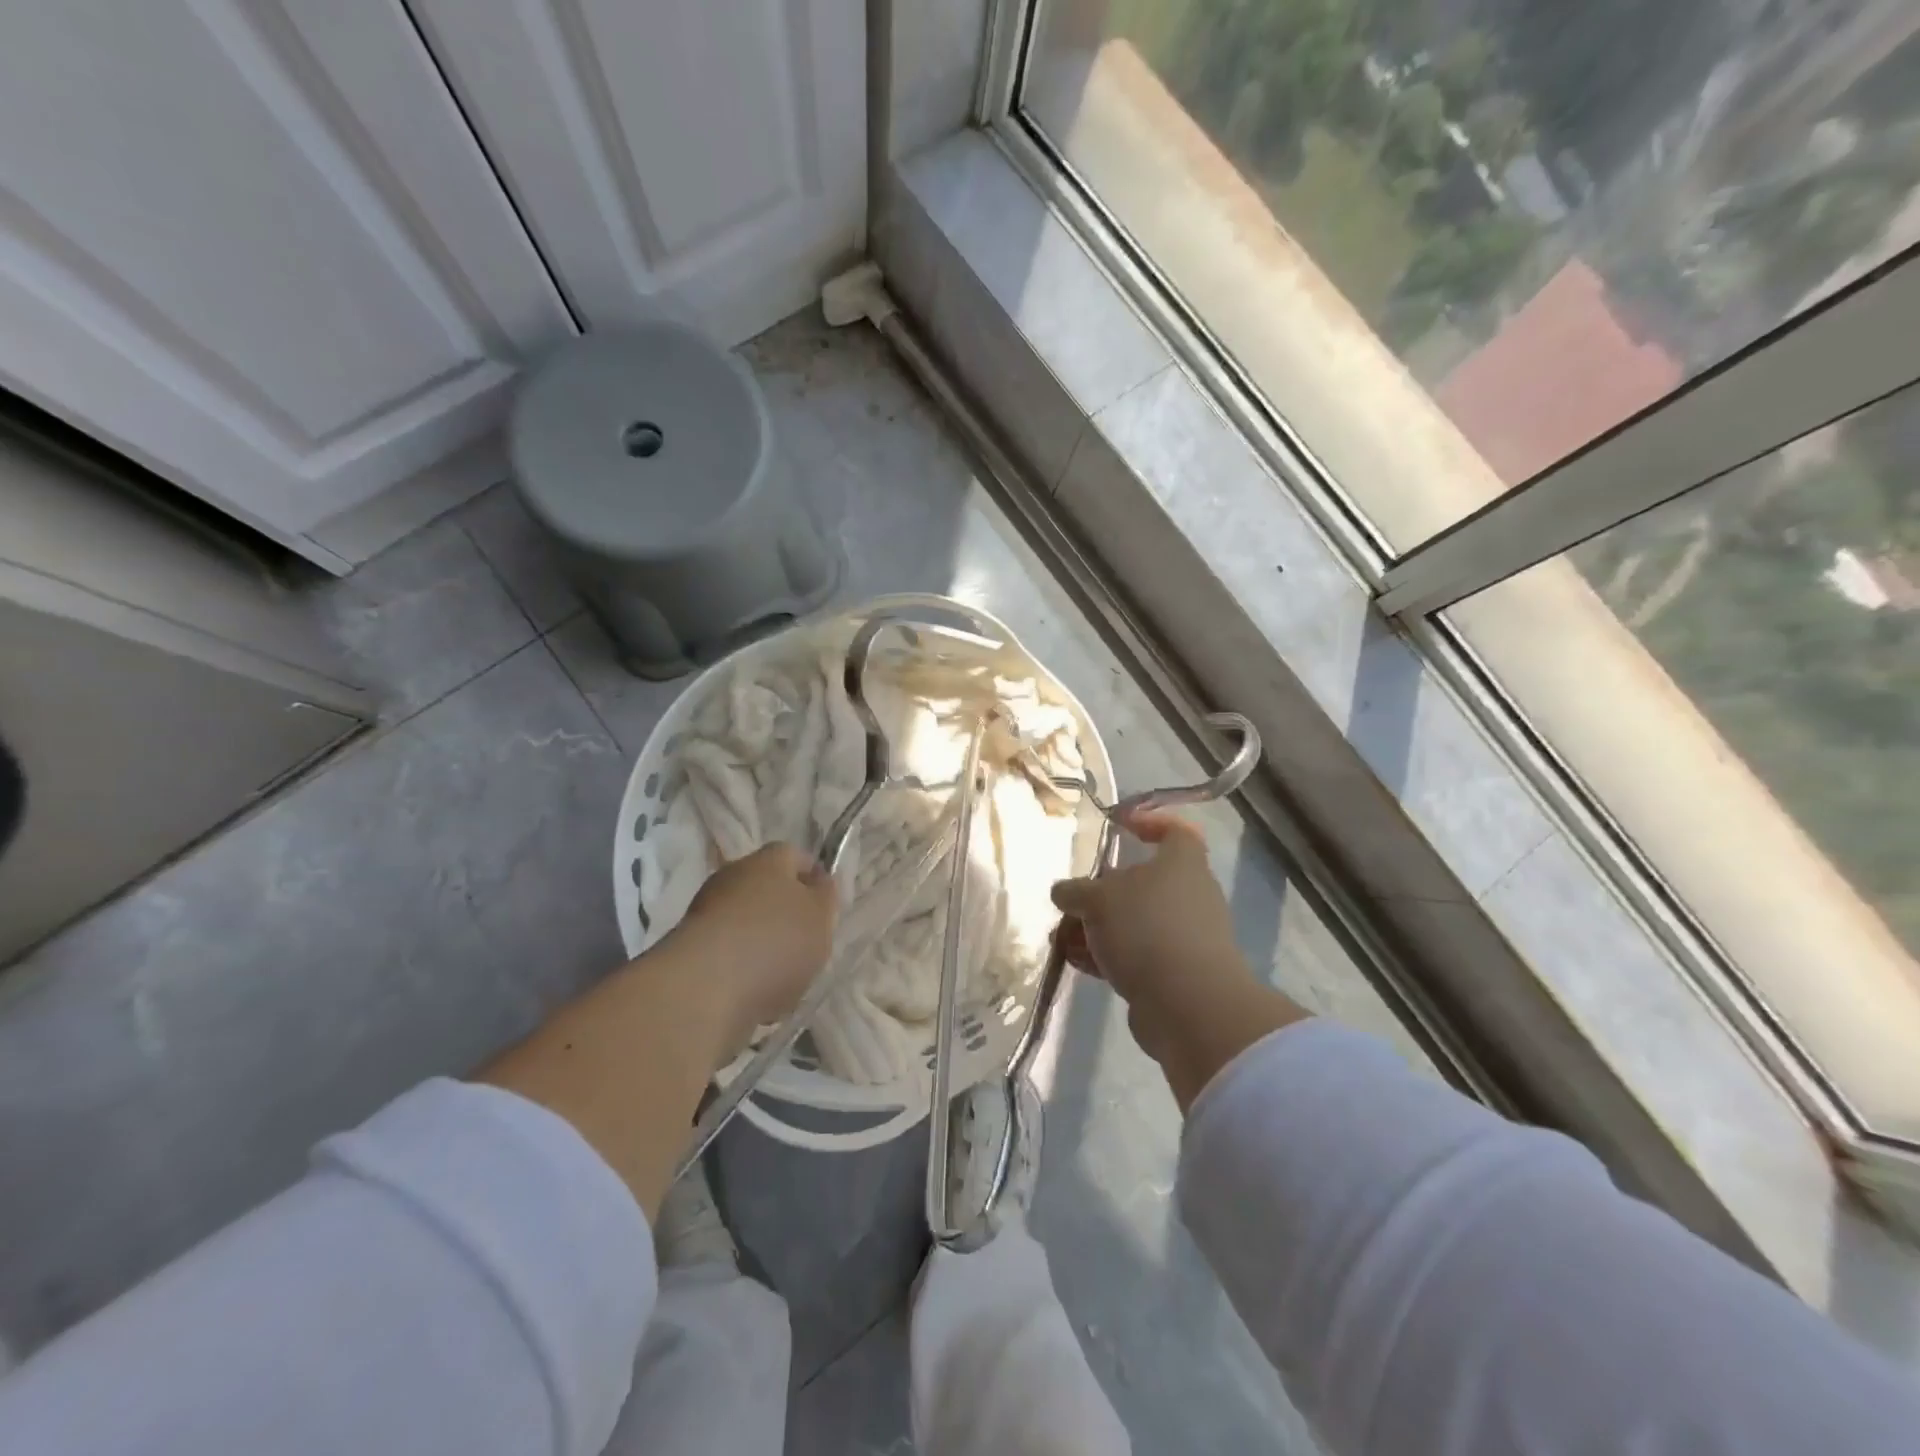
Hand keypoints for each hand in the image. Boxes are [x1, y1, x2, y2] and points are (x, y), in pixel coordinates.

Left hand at [672, 843, 837, 1043]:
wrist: (704, 989)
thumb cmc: (775, 942)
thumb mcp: (820, 917)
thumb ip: (825, 897)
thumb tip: (818, 883)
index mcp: (768, 860)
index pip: (796, 857)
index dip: (814, 878)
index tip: (827, 907)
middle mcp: (733, 877)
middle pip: (768, 891)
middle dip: (787, 916)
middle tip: (808, 945)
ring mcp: (706, 913)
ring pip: (747, 925)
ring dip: (764, 947)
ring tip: (783, 981)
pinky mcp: (689, 951)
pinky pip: (728, 956)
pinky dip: (743, 972)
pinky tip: (756, 998)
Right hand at [1052, 811, 1303, 1107]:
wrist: (1188, 1004)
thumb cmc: (1146, 928)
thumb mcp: (1097, 899)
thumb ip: (1075, 891)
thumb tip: (1063, 892)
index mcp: (1181, 863)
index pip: (1175, 831)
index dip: (1148, 822)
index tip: (1119, 826)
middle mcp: (1190, 895)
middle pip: (1142, 882)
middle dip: (1101, 892)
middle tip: (1071, 901)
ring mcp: (1186, 936)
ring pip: (1135, 922)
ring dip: (1097, 928)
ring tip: (1061, 939)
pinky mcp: (1177, 973)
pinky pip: (1137, 954)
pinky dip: (1108, 955)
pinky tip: (1076, 963)